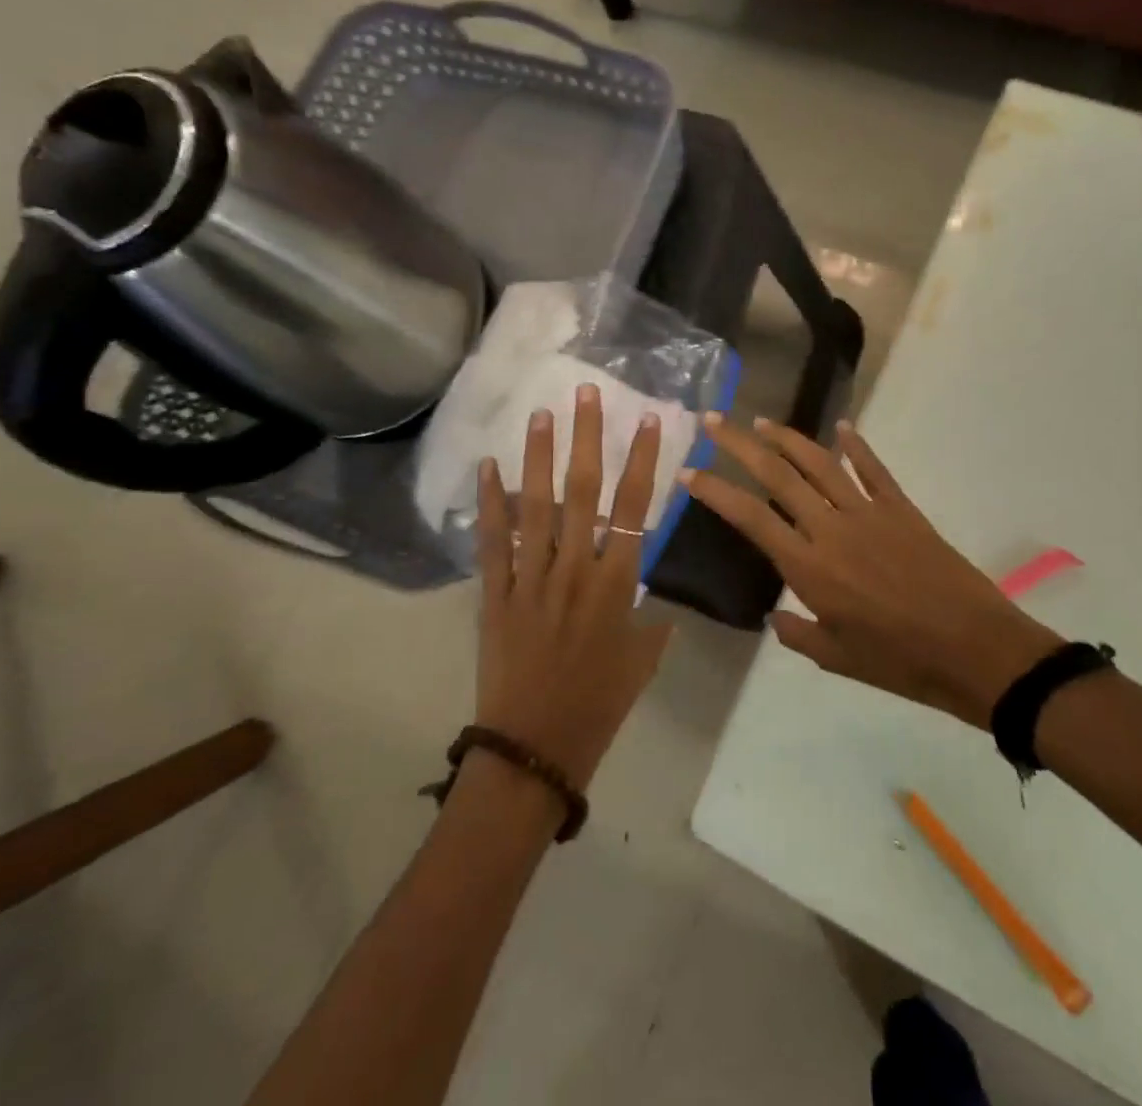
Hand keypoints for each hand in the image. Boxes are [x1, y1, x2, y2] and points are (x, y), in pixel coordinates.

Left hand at [474, 384, 673, 789]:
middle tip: (585, 392)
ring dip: (538, 457)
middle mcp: (574, 571)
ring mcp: (531, 579)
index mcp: (616, 585)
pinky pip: (493, 543)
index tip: (647, 420)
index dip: (642, 461)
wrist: (535, 749)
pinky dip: (491, 505)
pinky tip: (489, 468)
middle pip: (583, 493)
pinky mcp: (495, 595)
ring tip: (540, 413)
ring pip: (536, 507)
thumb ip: (651, 623)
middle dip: (586, 438)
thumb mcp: (642, 662)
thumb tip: (653, 602)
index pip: (634, 509)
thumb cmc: (598, 707)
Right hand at [684, 416, 1060, 728]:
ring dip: (787, 438)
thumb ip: (799, 634)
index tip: (689, 471)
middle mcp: (832, 529)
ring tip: (761, 420)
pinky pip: (874, 469)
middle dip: (740, 445)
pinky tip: (842, 427)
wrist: (975, 649)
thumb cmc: (901, 662)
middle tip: (714, 421)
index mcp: (810, 568)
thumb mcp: (838, 659)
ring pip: (820, 463)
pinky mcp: (903, 509)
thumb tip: (774, 617)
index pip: (750, 517)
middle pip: (777, 475)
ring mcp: (870, 513)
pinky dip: (856, 446)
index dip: (715, 491)